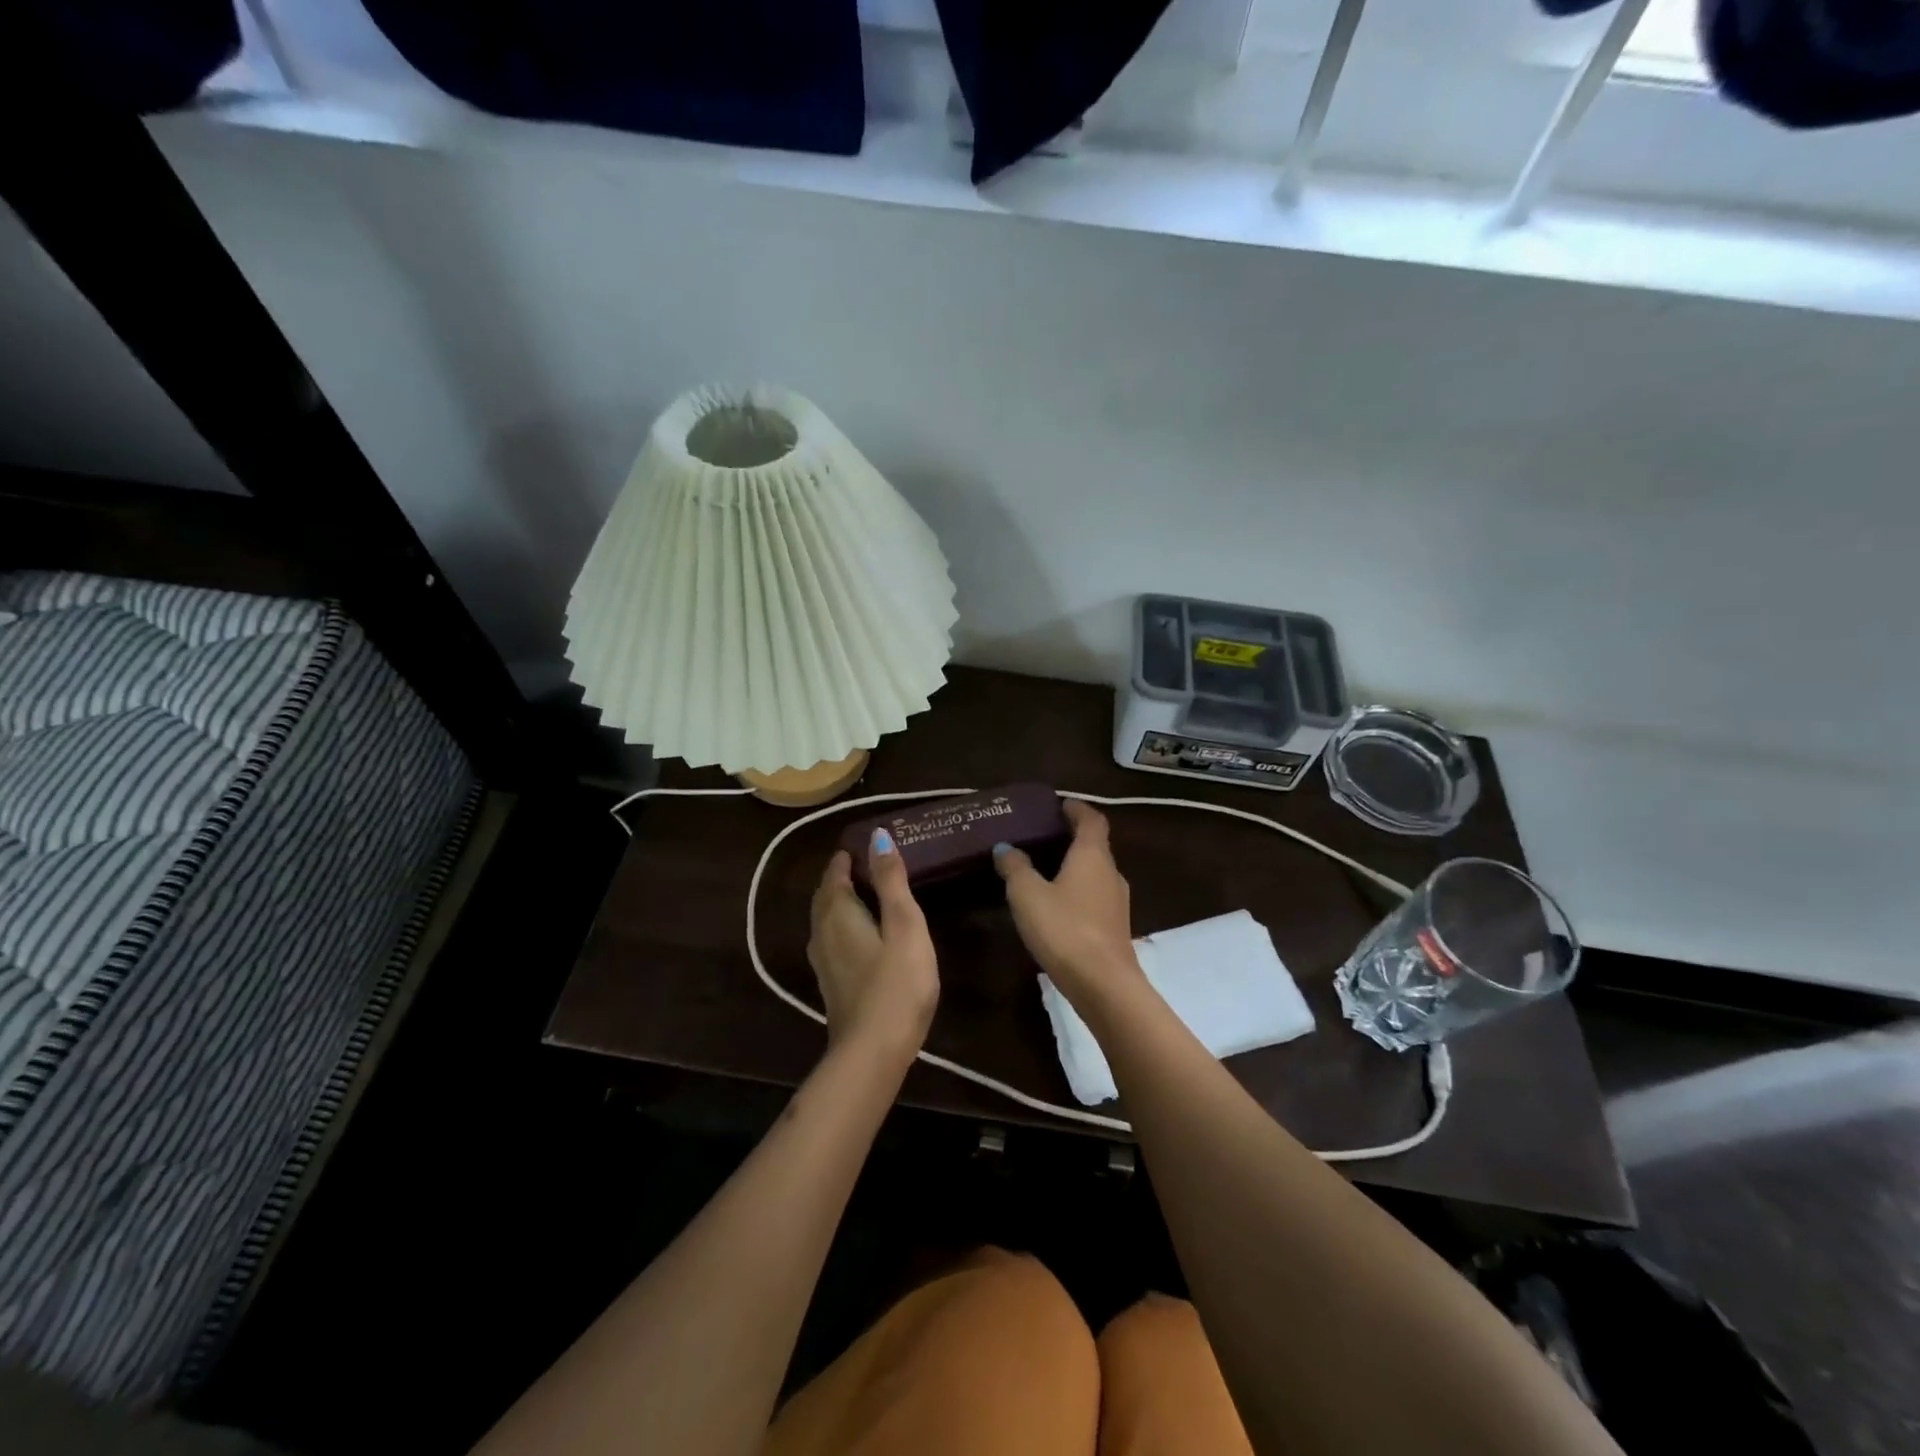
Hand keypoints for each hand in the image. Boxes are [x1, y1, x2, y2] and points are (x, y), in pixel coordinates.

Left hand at [807, 830, 939, 1064]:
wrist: (872, 1052)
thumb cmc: (896, 982)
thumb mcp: (904, 924)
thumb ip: (891, 880)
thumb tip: (877, 835)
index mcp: (837, 912)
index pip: (834, 872)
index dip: (848, 856)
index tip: (866, 845)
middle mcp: (821, 931)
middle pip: (826, 894)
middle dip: (842, 876)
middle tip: (870, 864)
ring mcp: (822, 960)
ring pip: (826, 918)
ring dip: (842, 901)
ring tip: (869, 894)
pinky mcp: (831, 983)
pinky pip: (832, 939)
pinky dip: (844, 925)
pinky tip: (863, 934)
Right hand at [993, 801, 1146, 1011]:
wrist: (1104, 985)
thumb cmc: (1064, 928)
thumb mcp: (1028, 895)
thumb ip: (1016, 867)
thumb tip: (1005, 847)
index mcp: (1093, 855)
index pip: (1092, 820)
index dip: (1077, 809)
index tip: (1060, 805)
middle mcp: (1111, 873)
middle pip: (1095, 846)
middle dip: (1072, 838)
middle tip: (1043, 836)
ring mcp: (1117, 902)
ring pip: (1096, 874)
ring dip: (1075, 867)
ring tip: (1045, 871)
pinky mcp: (1116, 928)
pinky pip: (1095, 898)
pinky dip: (1078, 892)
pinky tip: (1057, 906)